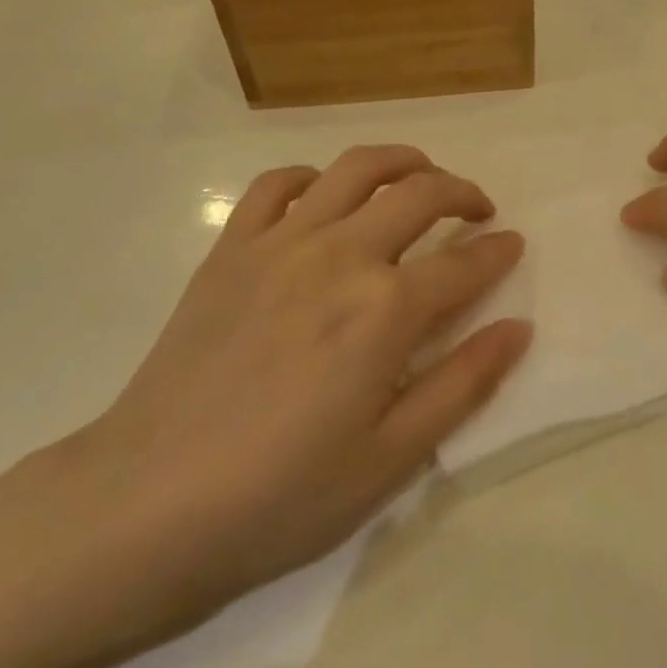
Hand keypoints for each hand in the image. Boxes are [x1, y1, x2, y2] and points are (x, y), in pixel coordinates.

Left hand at [71, 146, 531, 642]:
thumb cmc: (282, 495)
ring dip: (402, 162)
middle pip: (419, 193)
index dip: (497, 251)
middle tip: (478, 210)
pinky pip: (276, 184)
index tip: (513, 245)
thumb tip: (518, 328)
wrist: (147, 505)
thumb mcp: (392, 457)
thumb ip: (463, 382)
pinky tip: (324, 197)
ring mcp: (281, 242)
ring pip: (355, 168)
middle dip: (462, 192)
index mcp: (386, 308)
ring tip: (420, 176)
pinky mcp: (231, 248)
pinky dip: (313, 177)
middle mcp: (341, 254)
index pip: (464, 263)